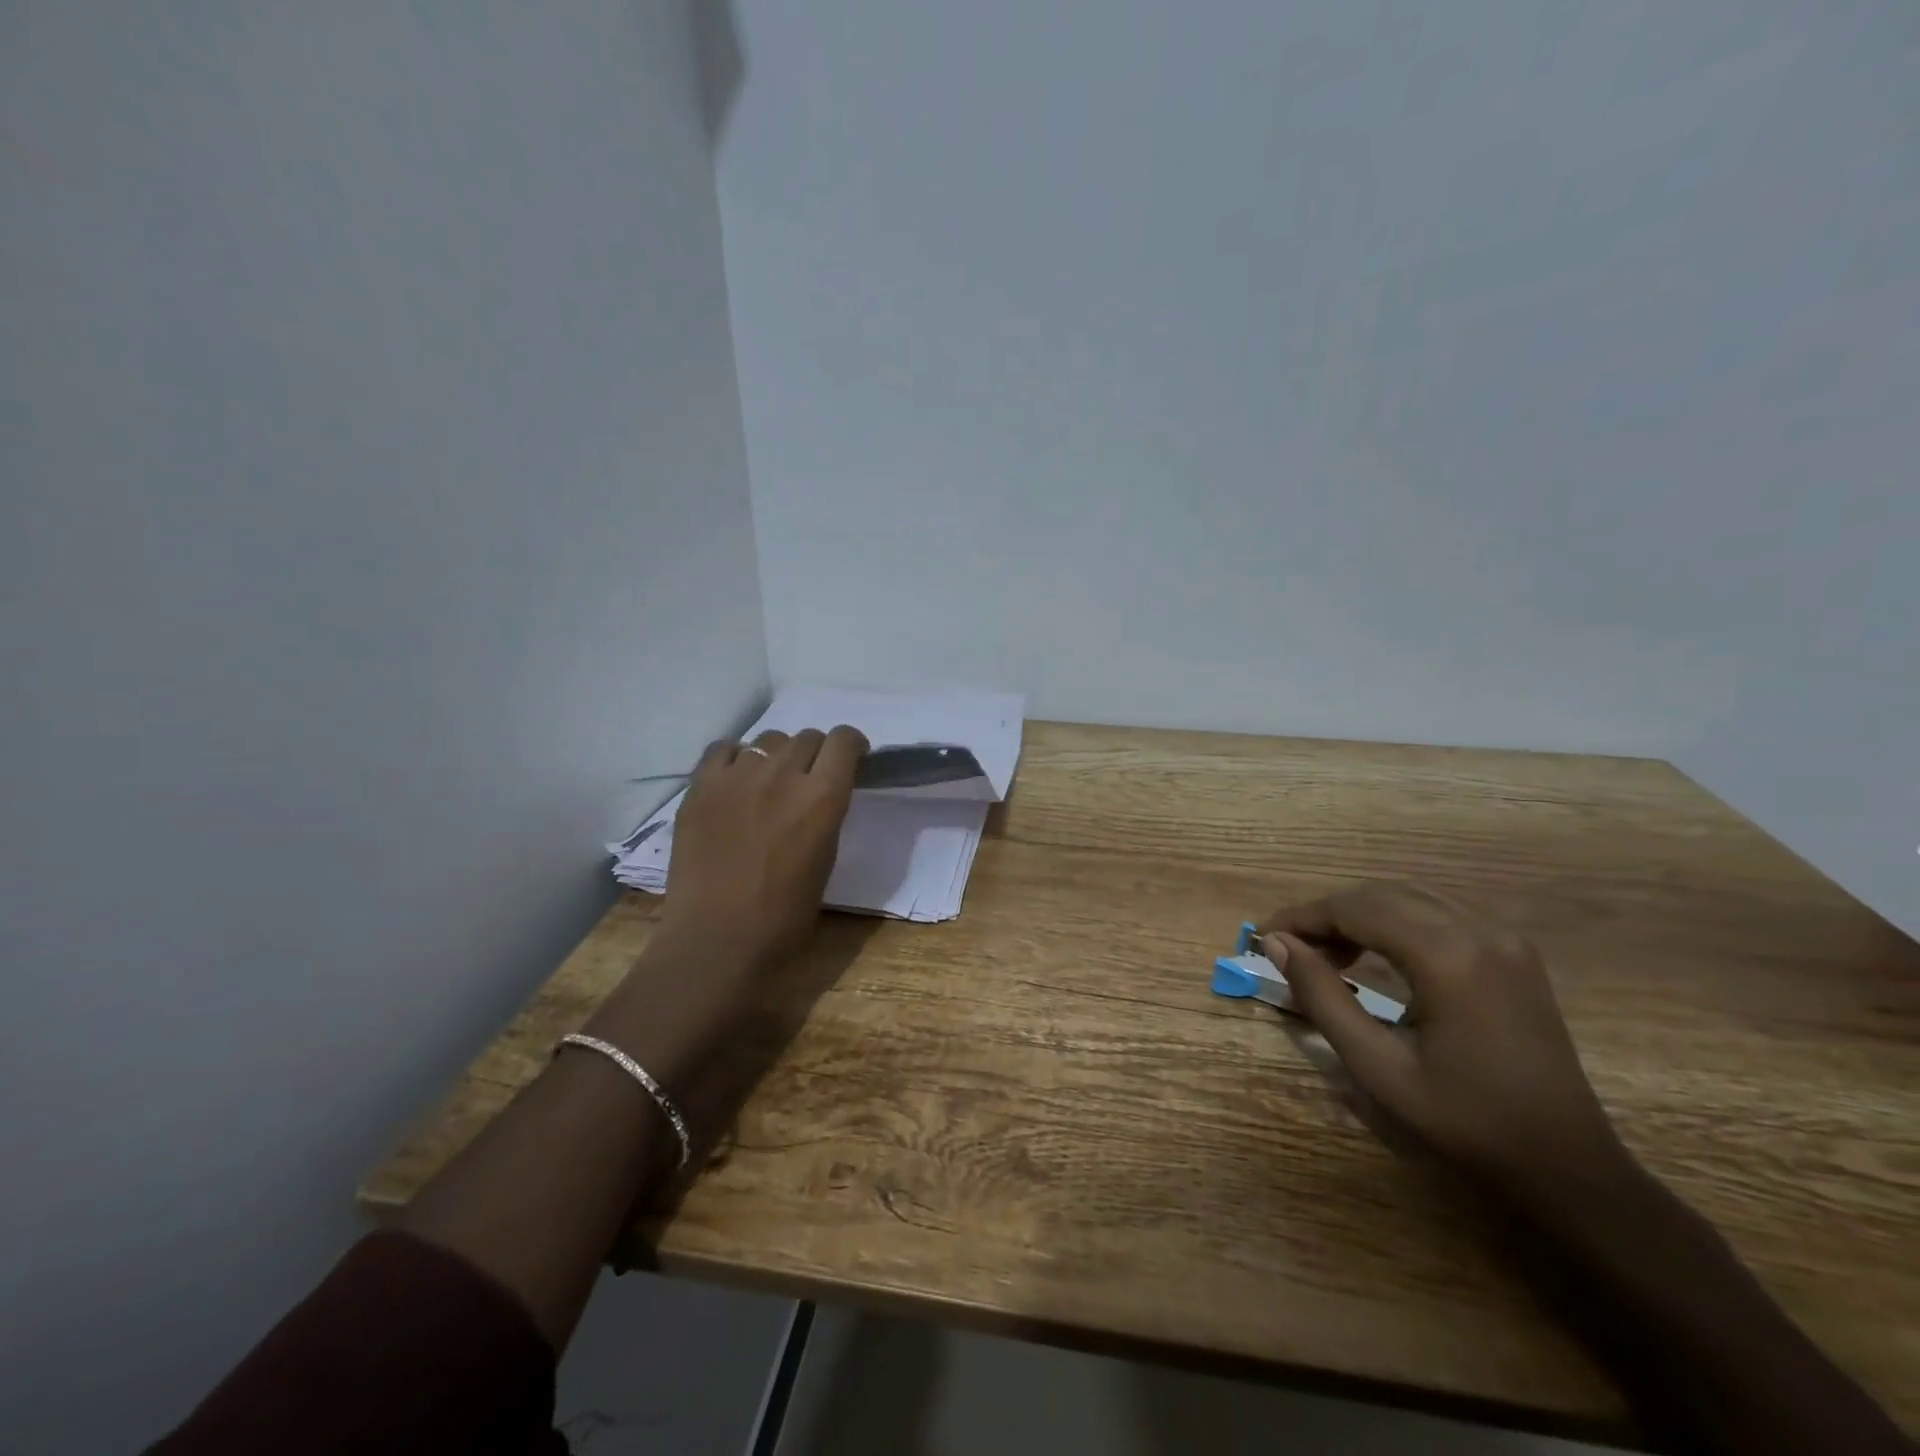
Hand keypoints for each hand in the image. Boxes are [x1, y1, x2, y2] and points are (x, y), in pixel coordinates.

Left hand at [656, 726, 868, 974]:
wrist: (717, 942)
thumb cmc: (784, 919)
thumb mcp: (826, 861)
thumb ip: (826, 817)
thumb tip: (820, 798)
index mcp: (823, 797)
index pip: (845, 740)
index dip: (852, 746)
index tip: (851, 761)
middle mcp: (782, 774)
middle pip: (808, 737)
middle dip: (816, 753)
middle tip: (809, 781)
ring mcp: (737, 776)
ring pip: (768, 740)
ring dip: (777, 756)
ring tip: (769, 784)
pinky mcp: (701, 787)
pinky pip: (723, 749)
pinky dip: (736, 759)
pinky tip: (735, 783)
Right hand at [1259, 881, 1630, 1202]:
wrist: (1567, 1166)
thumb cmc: (1465, 1122)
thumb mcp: (1377, 1066)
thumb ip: (1322, 997)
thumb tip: (1277, 944)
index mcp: (1447, 957)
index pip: (1355, 909)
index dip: (1302, 917)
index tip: (1264, 936)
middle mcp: (1479, 930)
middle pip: (1381, 894)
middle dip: (1328, 914)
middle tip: (1291, 949)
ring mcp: (1503, 937)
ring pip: (1409, 897)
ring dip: (1360, 915)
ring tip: (1328, 954)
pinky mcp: (1514, 951)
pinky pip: (1439, 912)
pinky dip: (1395, 921)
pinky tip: (1378, 954)